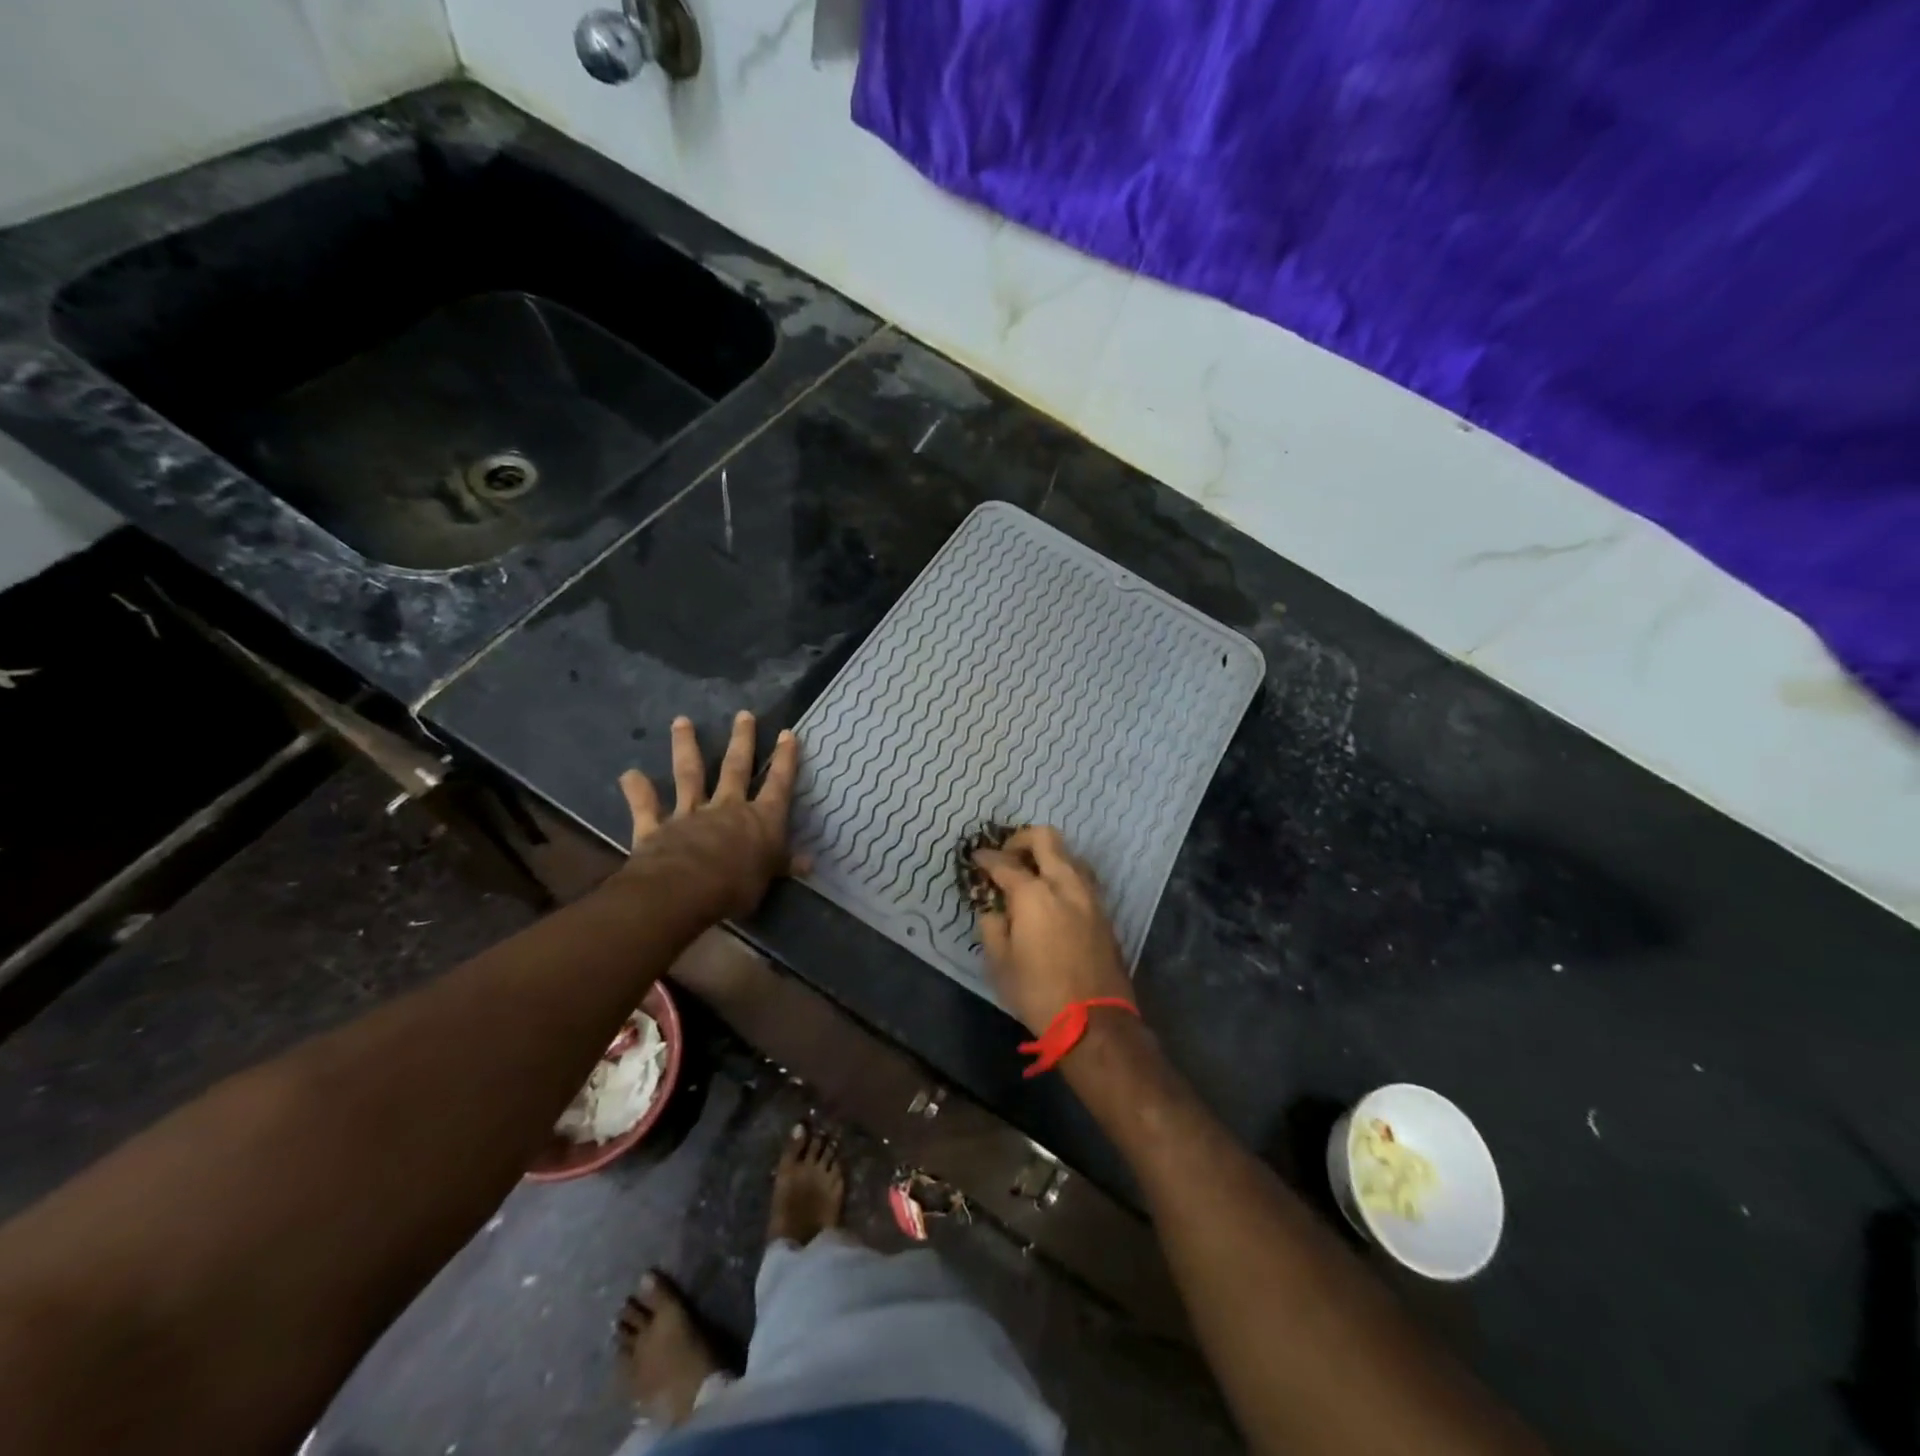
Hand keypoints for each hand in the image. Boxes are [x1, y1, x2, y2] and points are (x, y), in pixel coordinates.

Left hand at [615, 712, 800, 920]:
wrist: (686, 889)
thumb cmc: (737, 885)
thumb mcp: (770, 877)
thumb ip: (785, 864)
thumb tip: (809, 863)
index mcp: (761, 819)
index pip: (778, 784)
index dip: (785, 759)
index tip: (787, 733)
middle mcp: (727, 807)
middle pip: (736, 768)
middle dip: (742, 740)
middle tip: (744, 714)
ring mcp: (690, 814)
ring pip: (689, 774)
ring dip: (686, 747)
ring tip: (681, 721)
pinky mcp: (657, 827)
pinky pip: (646, 807)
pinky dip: (637, 791)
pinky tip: (628, 774)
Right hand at [973, 826, 1133, 1035]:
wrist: (1094, 1022)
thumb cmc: (1038, 993)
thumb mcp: (999, 964)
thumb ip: (992, 926)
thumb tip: (993, 909)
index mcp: (1034, 894)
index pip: (1005, 863)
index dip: (986, 858)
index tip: (976, 859)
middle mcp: (1064, 884)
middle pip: (1045, 838)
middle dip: (1021, 840)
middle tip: (1006, 856)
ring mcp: (1089, 896)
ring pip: (1069, 855)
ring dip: (1047, 856)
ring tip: (1031, 875)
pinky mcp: (1103, 912)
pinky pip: (1081, 878)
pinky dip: (1063, 875)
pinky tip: (1052, 896)